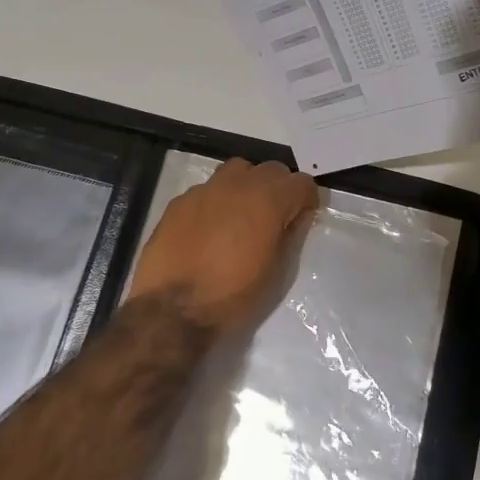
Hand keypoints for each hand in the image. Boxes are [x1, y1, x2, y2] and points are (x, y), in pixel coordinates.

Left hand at [126, 158, 319, 333]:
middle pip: (270, 169)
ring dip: (247, 185)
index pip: (302, 182)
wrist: (172, 310)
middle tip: (275, 216)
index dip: (307, 199)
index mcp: (269, 200)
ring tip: (242, 215)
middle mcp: (239, 184)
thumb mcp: (277, 273)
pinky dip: (217, 201)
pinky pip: (207, 189)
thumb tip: (298, 217)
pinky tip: (209, 228)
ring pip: (237, 170)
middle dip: (279, 188)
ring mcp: (205, 189)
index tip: (302, 218)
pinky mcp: (179, 201)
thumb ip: (291, 236)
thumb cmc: (234, 296)